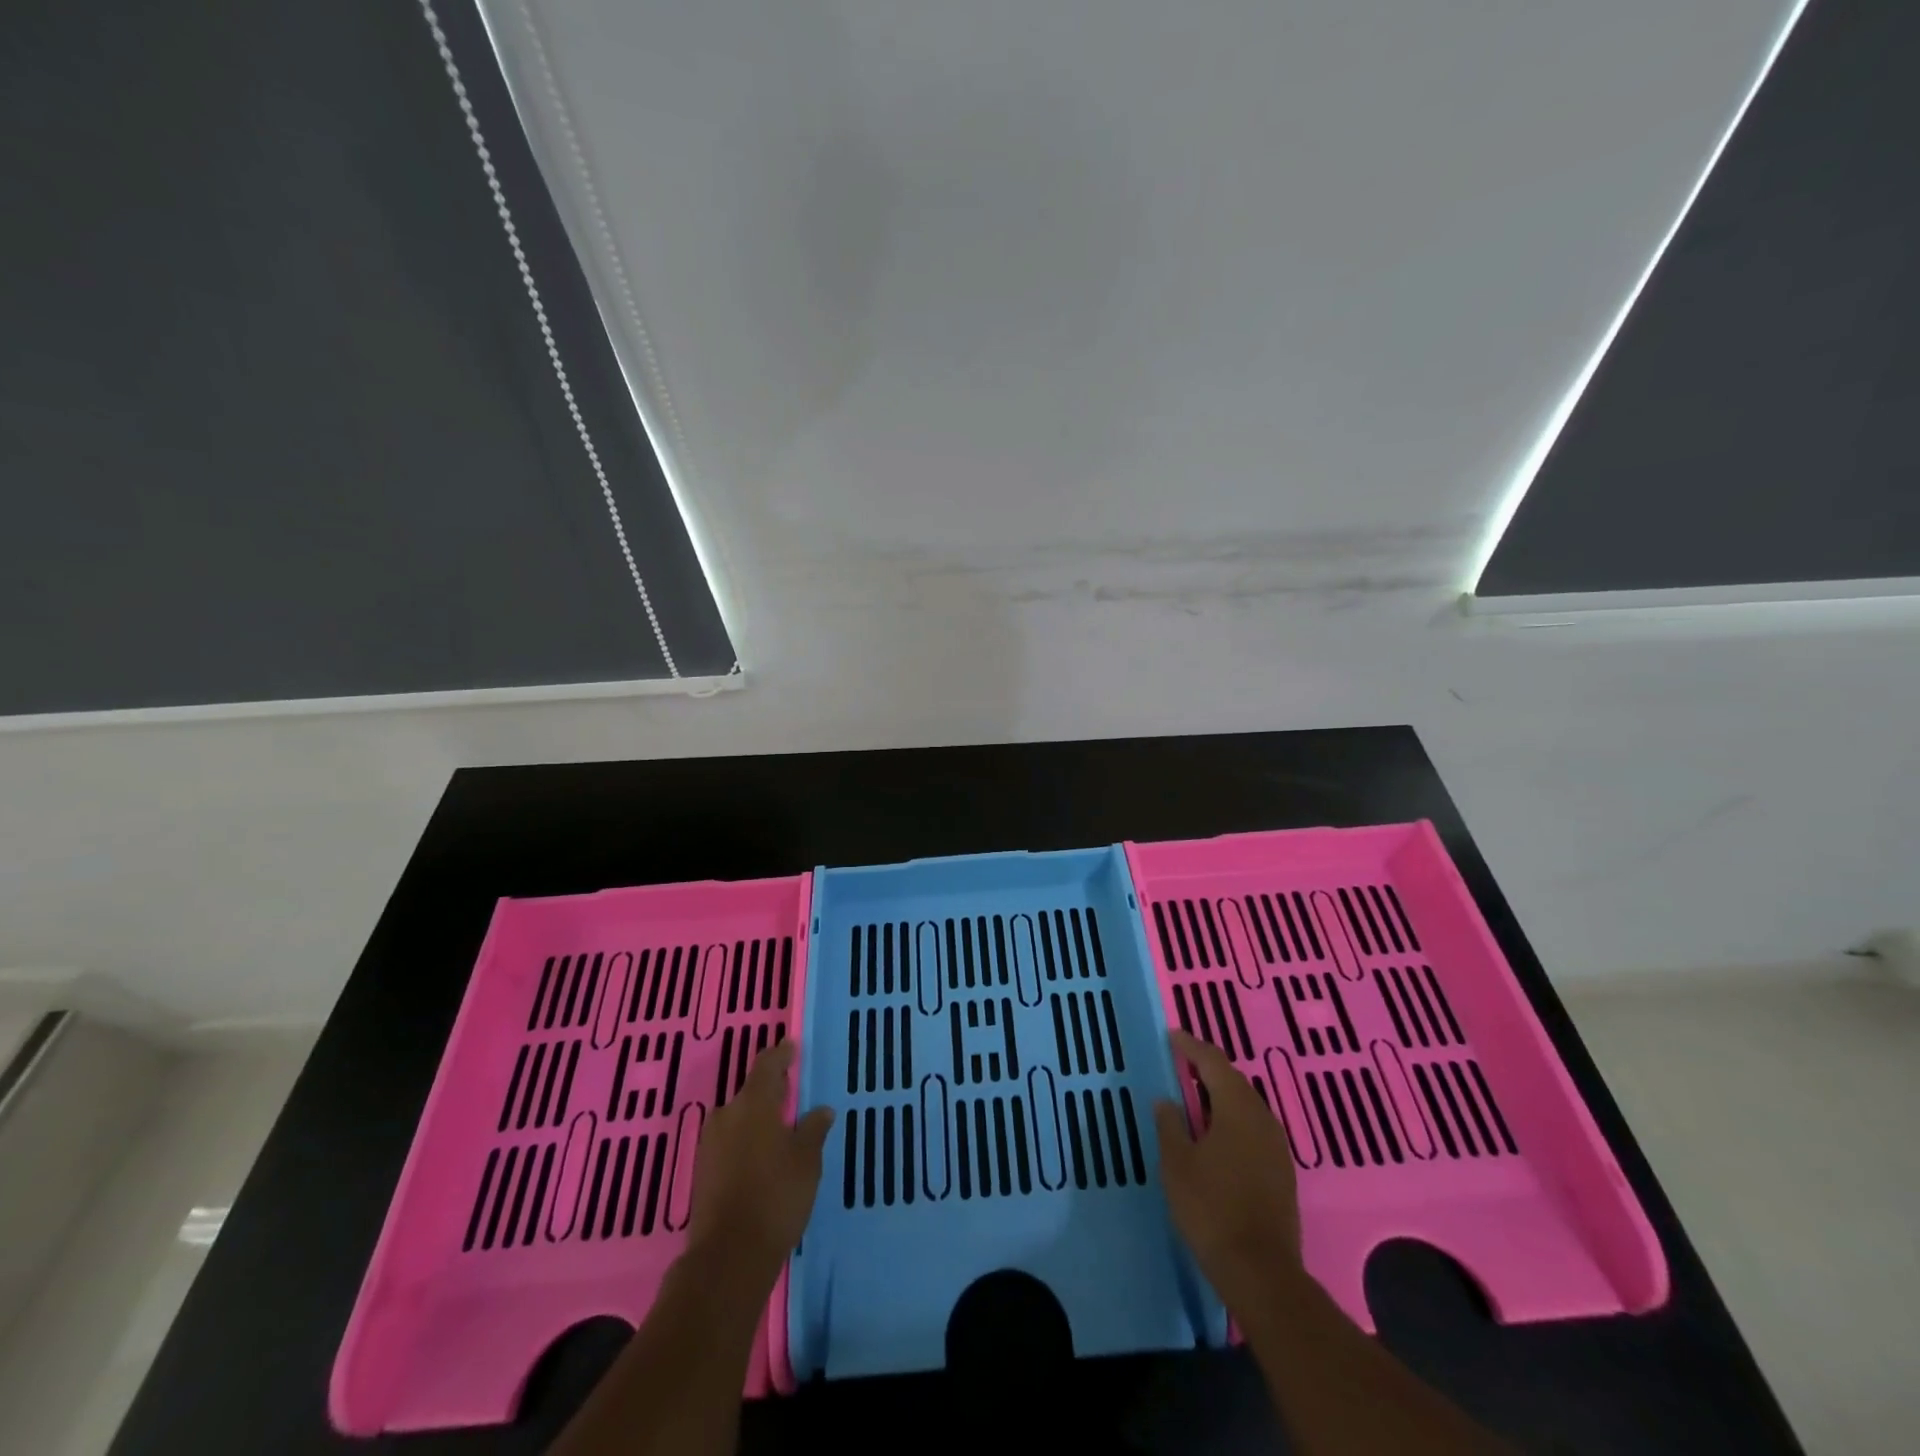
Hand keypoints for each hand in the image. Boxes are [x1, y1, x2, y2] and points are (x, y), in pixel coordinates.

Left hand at [686, 1040, 833, 1282]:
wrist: (728, 1257)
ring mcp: (710, 1144)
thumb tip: (821, 1110)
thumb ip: (813, 1130)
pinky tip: (761, 1156)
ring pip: (738, 1118)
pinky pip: (729, 1142)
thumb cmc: (775, 1197)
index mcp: (754, 1104)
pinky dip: (746, 1141)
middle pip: (750, 1092)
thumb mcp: (806, 1161)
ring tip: (779, 1128)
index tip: (791, 1047)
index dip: (781, 1055)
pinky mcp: (703, 1171)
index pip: (767, 1065)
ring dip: (756, 1118)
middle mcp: (727, 1115)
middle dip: (770, 1091)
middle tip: (791, 1093)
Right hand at [1154, 1029, 1303, 1306]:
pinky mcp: (1281, 1171)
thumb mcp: (1177, 1164)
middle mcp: (1262, 1119)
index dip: (1191, 1046)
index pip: (1213, 1062)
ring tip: (1194, 1096)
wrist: (1261, 1273)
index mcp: (1237, 1108)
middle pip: (1233, 1080)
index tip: (1172, 1036)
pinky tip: (1215, 1133)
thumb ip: (1170, 1125)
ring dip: (1220, 1094)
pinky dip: (1231, 1118)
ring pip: (1246, 1105)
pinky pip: (1253, 1127)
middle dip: (1206, 1068)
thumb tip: (1166, 1100)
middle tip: (1180, 1063)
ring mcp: (1276, 1146)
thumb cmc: (1211, 1209)